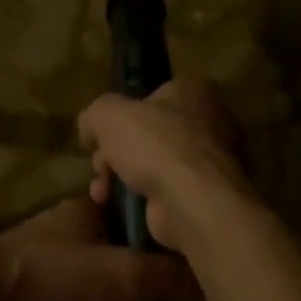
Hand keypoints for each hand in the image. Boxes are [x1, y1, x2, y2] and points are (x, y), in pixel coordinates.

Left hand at [0, 195, 197, 300]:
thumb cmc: (57, 275)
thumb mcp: (123, 274)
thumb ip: (166, 276)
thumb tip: (208, 279)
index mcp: (84, 212)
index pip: (128, 211)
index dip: (154, 231)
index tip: (182, 257)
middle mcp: (63, 234)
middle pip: (108, 254)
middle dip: (135, 281)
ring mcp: (39, 269)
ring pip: (84, 289)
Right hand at [79, 79, 261, 258]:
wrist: (193, 203)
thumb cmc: (156, 145)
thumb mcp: (108, 114)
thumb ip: (94, 114)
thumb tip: (90, 130)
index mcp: (193, 92)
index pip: (150, 95)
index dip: (121, 114)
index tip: (102, 133)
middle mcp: (208, 123)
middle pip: (146, 134)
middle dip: (114, 153)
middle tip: (100, 166)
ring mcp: (209, 163)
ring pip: (151, 166)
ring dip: (119, 179)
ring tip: (102, 193)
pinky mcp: (205, 197)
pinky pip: (163, 193)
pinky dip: (140, 200)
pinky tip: (120, 208)